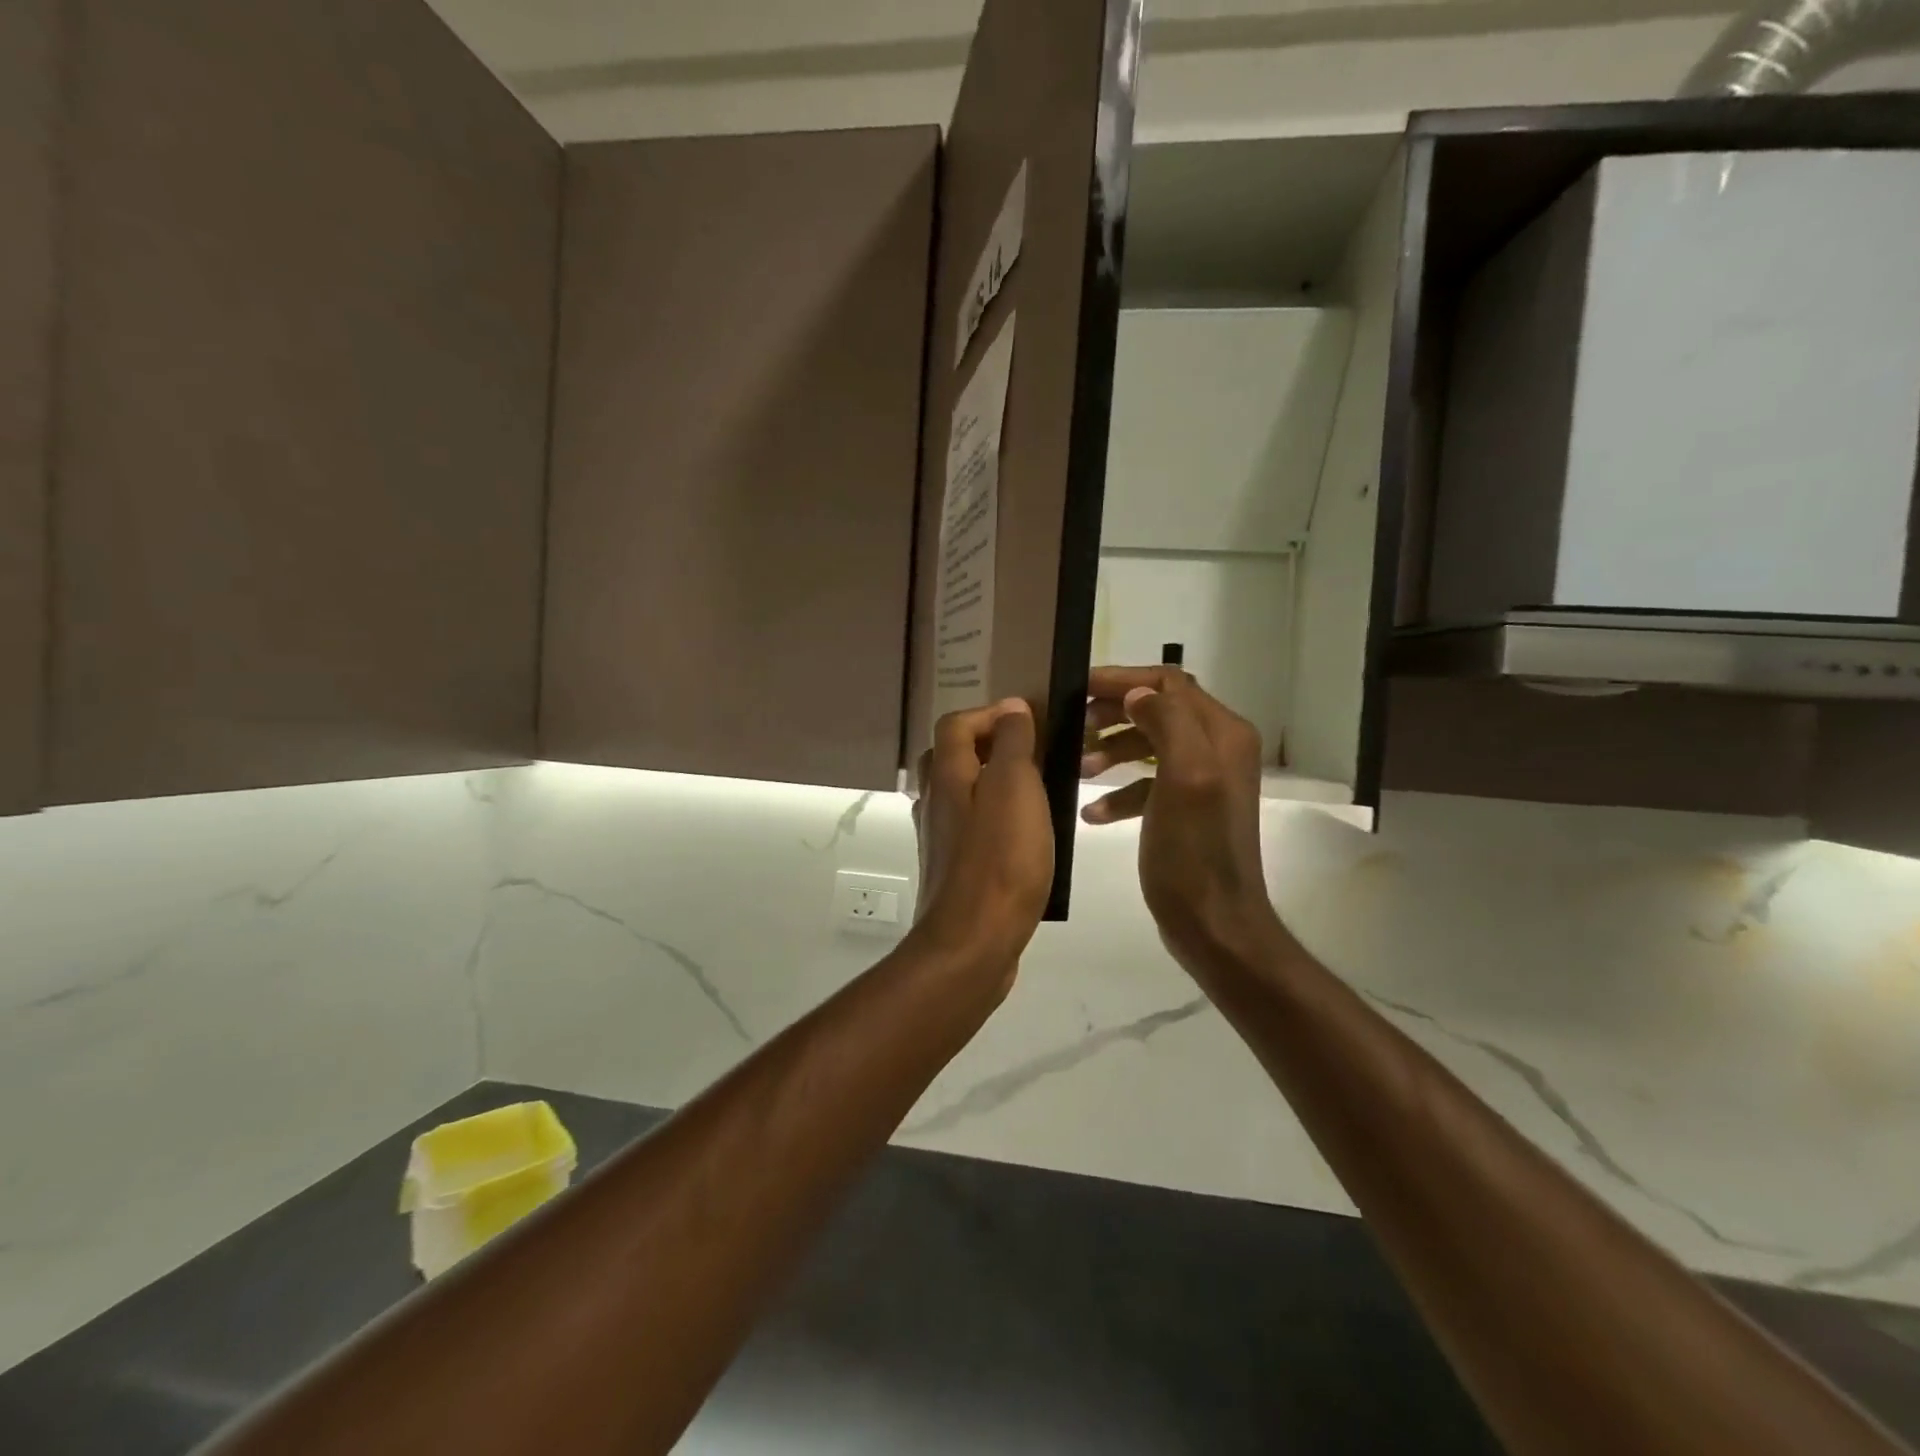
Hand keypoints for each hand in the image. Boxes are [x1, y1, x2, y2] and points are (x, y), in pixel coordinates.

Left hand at [912, 699, 1054, 977]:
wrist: (973, 943)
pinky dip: (995, 820)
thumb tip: (1012, 708)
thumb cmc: (1000, 860)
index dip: (990, 713)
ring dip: (995, 783)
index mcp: (947, 776)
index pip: (956, 723)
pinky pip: (972, 829)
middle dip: (990, 746)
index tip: (1031, 721)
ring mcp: (940, 839)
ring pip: (962, 794)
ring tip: (1038, 793)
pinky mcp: (953, 870)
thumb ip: (1013, 744)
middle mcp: (935, 802)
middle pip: (952, 757)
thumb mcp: (1015, 788)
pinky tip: (1026, 837)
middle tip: (1034, 754)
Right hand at [1079, 667, 1280, 970]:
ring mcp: (1202, 780)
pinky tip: (1092, 813)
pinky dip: (1119, 791)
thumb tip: (1137, 694)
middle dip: (1113, 713)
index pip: (1168, 683)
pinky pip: (1148, 784)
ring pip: (1149, 744)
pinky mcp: (1186, 809)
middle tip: (1073, 726)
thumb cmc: (1195, 852)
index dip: (1122, 680)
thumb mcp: (1185, 778)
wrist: (1214, 924)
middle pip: (1158, 709)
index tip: (1078, 688)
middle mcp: (1217, 748)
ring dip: (1112, 750)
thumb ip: (1167, 723)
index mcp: (1222, 734)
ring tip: (1078, 768)